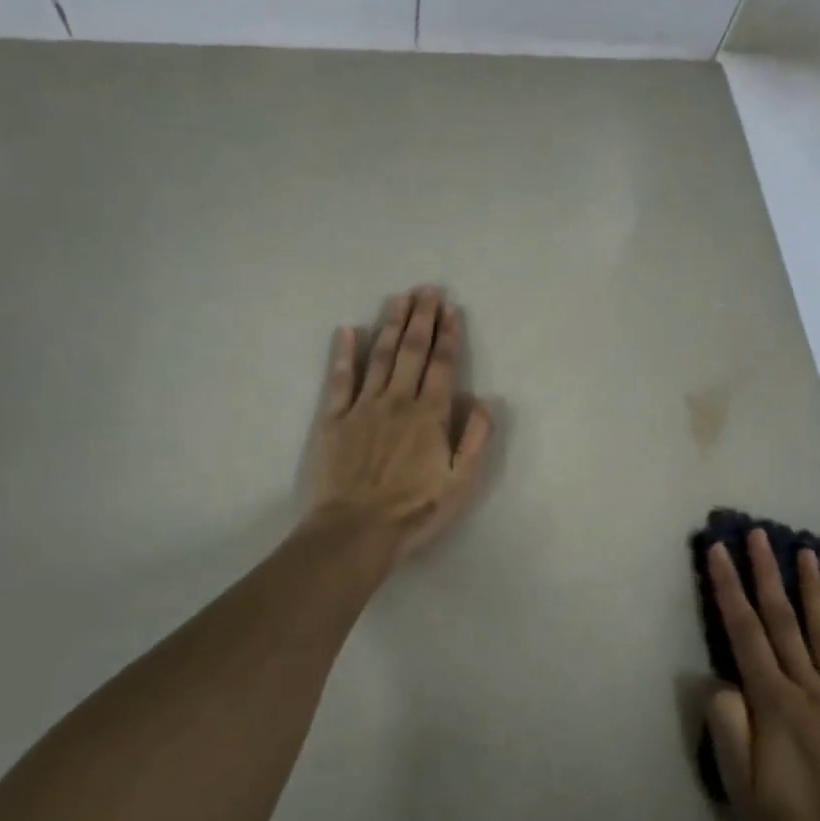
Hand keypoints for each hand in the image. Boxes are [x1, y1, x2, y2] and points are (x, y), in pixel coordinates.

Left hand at [307, 286, 495, 561]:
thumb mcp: (460, 483)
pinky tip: (348, 331)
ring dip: (391, 324)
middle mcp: (398, 401)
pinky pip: (340, 379)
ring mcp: (363, 407)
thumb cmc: (413, 510)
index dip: (449, 335)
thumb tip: (486, 401)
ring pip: (380, 356)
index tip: (451, 309)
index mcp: (430, 415)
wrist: (355, 530)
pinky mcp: (334, 419)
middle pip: (412, 351)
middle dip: (422, 318)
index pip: (443, 365)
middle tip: (427, 290)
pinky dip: (344, 354)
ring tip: (399, 298)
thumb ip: (476, 439)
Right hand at [704, 529, 819, 820]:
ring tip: (806, 554)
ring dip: (812, 591)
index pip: (744, 631)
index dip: (728, 587)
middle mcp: (809, 690)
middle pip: (783, 621)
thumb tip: (722, 681)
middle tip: (758, 535)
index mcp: (773, 703)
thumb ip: (728, 727)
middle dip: (767, 573)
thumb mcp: (739, 787)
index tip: (717, 551)